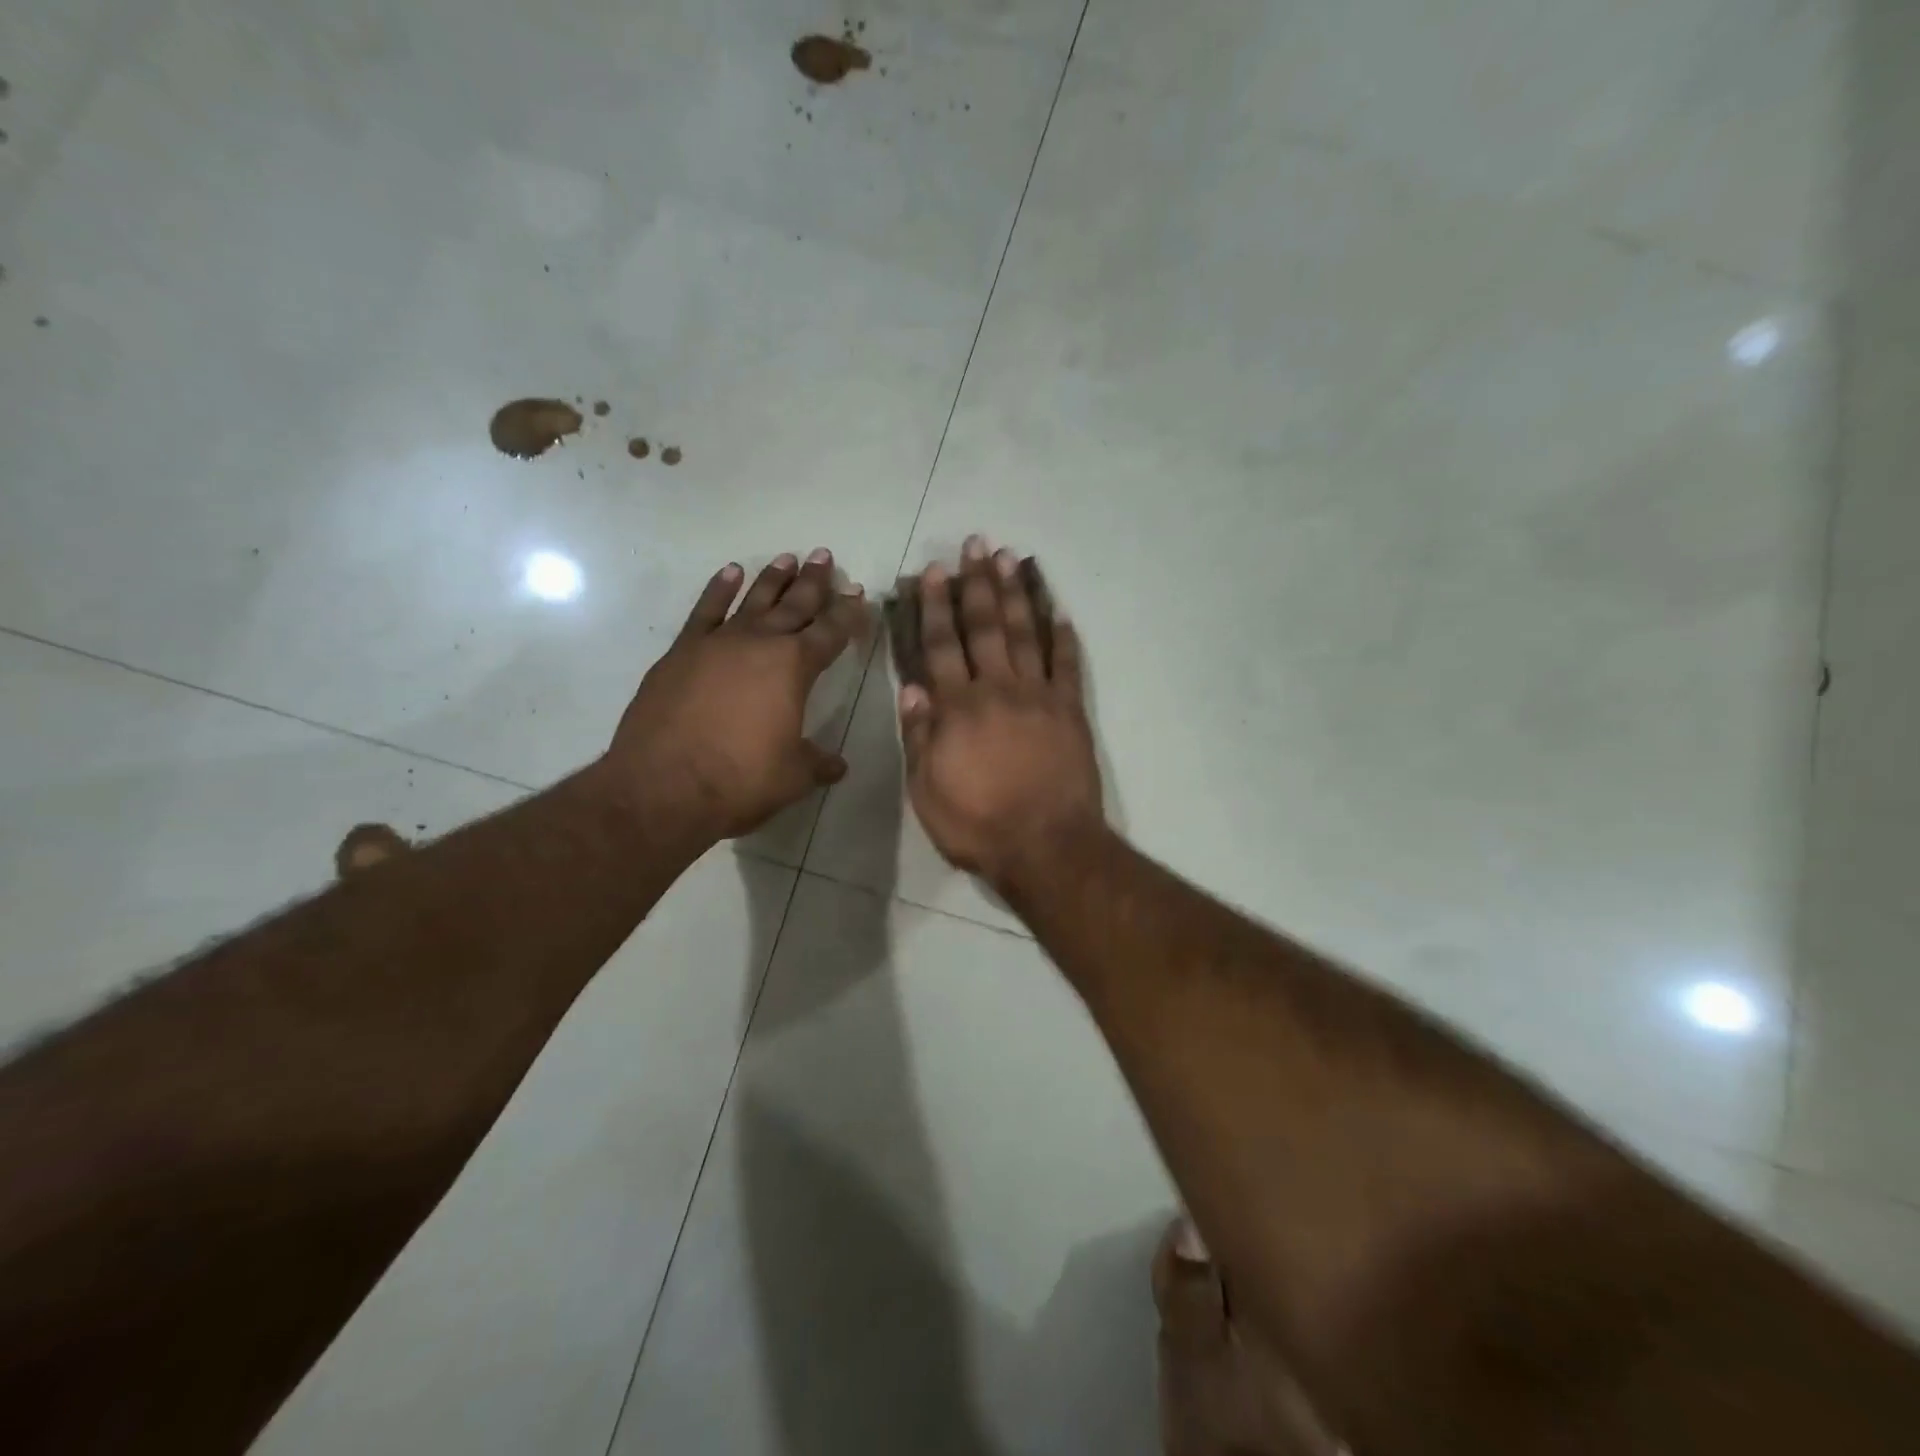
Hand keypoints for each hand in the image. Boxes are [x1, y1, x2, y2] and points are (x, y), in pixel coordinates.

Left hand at [601, 550, 866, 840]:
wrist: (663, 786)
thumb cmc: (740, 779)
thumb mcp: (793, 776)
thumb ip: (818, 763)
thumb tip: (837, 765)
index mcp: (795, 667)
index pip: (831, 632)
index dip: (848, 613)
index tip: (858, 594)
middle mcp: (759, 643)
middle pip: (794, 605)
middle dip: (813, 582)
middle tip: (824, 556)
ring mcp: (717, 643)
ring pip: (752, 600)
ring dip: (772, 578)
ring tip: (787, 558)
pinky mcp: (681, 652)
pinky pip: (705, 610)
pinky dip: (718, 589)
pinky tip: (730, 573)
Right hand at [898, 536, 1102, 889]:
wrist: (1045, 846)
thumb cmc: (977, 825)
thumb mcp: (927, 790)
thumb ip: (919, 737)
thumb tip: (914, 689)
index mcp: (958, 708)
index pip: (942, 646)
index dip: (936, 607)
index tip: (934, 571)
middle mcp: (998, 689)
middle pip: (985, 627)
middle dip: (977, 583)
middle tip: (976, 544)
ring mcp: (1039, 697)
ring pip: (1025, 634)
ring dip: (1016, 594)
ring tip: (1010, 558)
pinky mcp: (1071, 711)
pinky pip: (1067, 666)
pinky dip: (1063, 638)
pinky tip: (1060, 613)